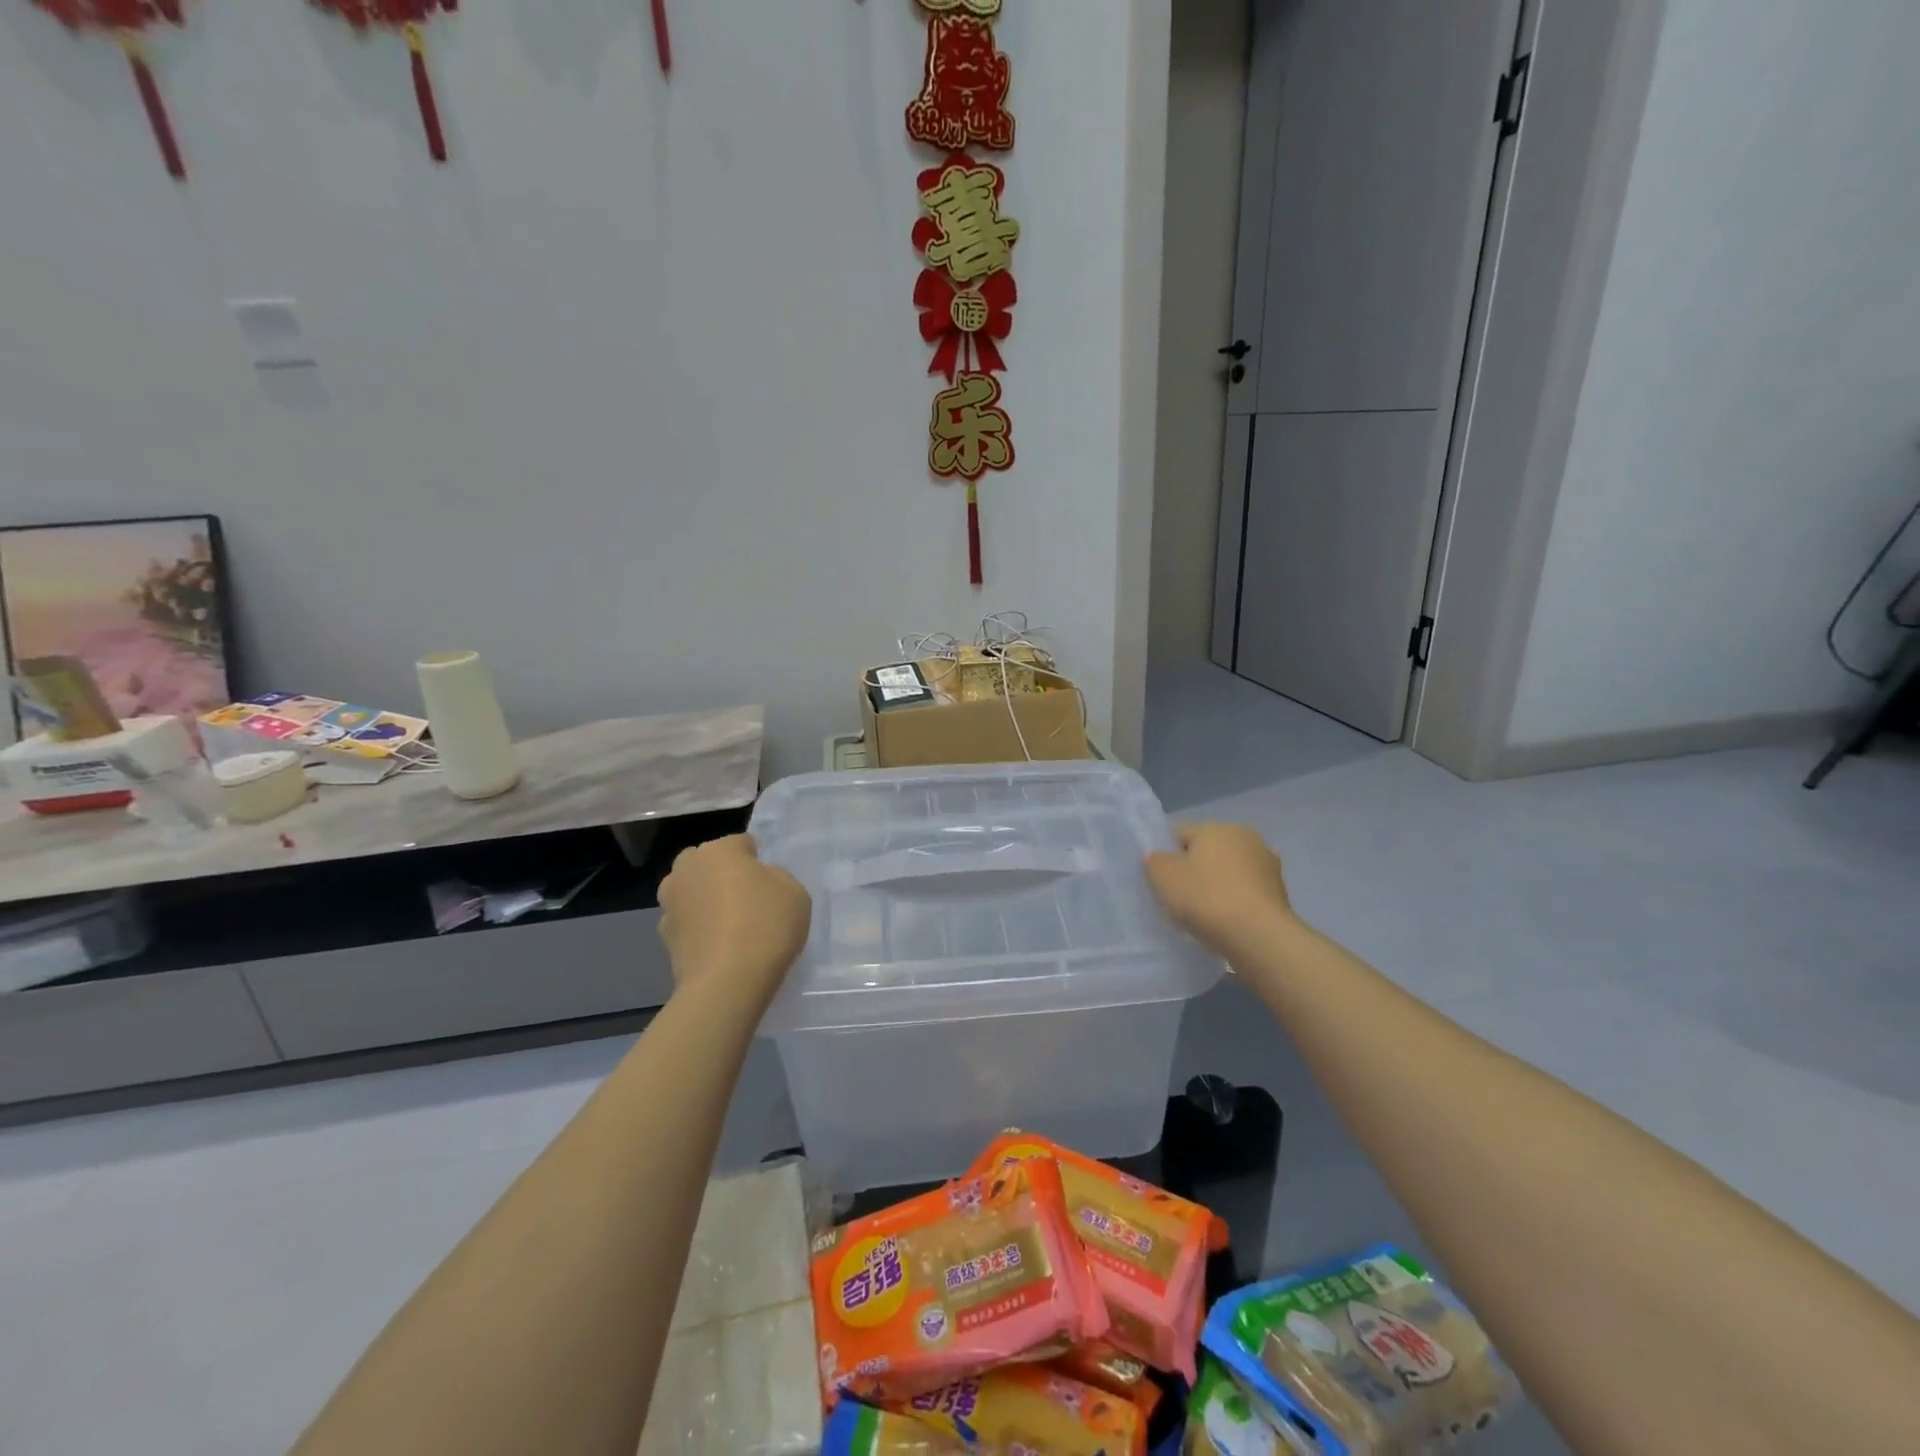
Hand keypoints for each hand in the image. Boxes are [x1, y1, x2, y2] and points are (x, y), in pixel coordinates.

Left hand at [657, 834, 810, 1004]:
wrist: (727, 982)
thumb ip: (776, 876)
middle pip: (707, 862)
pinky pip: (686, 921)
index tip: (769, 882)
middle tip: (746, 898)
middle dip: (722, 873)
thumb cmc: (766, 926)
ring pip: (691, 890)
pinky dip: (697, 927)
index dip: (757, 860)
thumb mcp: (795, 892)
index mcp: (719, 850)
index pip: (741, 843)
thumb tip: (759, 879)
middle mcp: (687, 868)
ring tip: (729, 924)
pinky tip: (717, 946)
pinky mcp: (663, 936)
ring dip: (705, 899)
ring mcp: (670, 902)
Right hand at [1145, 822, 1296, 957]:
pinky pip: (1247, 890)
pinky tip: (1228, 920)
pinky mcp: (1280, 889)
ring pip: (1230, 869)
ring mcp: (1267, 862)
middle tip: (1183, 896)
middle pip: (1209, 850)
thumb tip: (1159, 856)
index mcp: (1214, 827)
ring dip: (1220, 883)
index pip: (1180, 834)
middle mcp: (1244, 836)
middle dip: (1197, 868)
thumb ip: (1155, 861)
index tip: (1163, 881)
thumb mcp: (1163, 877)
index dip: (1167, 855)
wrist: (1258, 935)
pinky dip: (1237, 899)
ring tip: (1206, 912)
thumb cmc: (1205, 897)